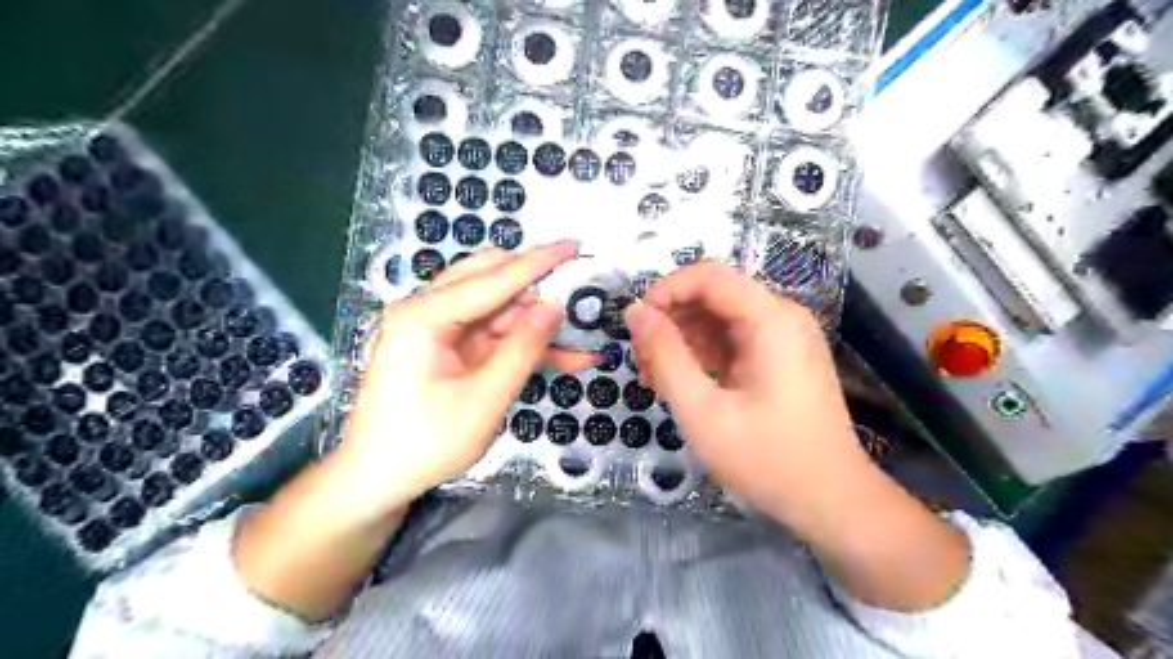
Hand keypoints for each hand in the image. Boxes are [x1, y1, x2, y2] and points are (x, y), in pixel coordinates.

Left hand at [341, 243, 597, 514]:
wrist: (378, 480)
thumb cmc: (423, 443)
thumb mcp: (482, 400)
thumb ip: (521, 350)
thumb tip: (554, 307)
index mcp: (424, 316)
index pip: (492, 278)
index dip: (538, 262)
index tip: (574, 245)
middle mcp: (428, 311)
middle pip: (492, 282)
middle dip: (538, 288)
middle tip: (580, 290)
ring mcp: (439, 330)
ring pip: (499, 310)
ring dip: (538, 324)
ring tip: (582, 337)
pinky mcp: (449, 349)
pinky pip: (494, 335)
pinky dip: (525, 344)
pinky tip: (563, 356)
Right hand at [629, 262, 863, 525]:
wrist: (830, 500)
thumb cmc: (767, 459)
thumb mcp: (703, 410)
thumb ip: (665, 356)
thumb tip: (635, 312)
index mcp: (771, 319)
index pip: (709, 275)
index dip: (666, 290)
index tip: (636, 325)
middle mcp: (781, 317)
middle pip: (713, 295)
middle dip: (670, 320)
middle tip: (641, 361)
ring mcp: (783, 337)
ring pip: (718, 318)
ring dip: (682, 340)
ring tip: (653, 378)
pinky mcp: (779, 357)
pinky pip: (731, 340)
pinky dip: (702, 355)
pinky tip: (680, 383)